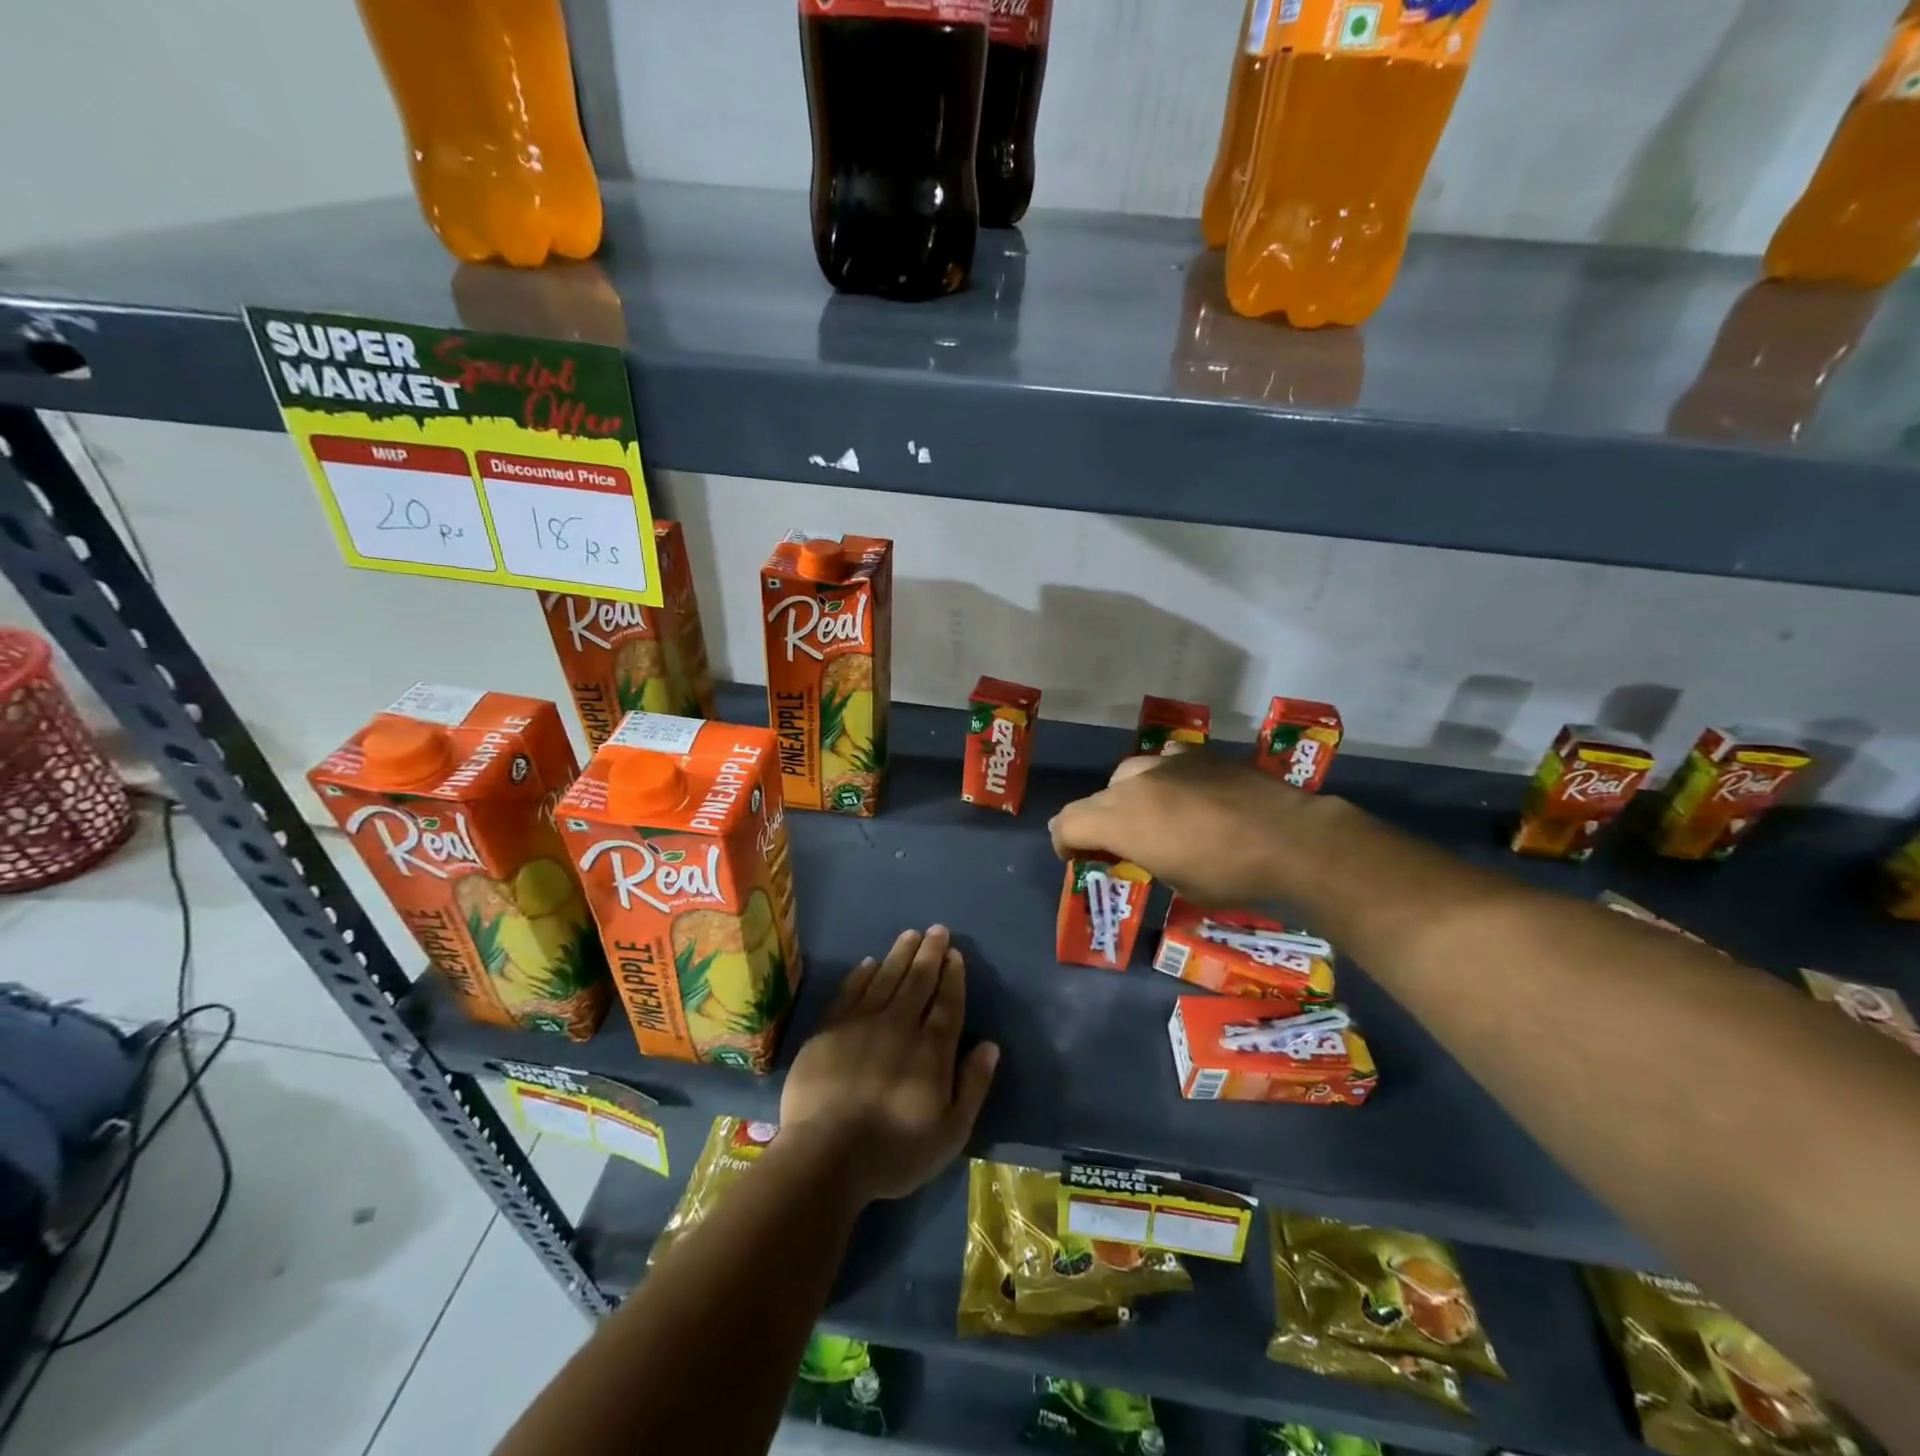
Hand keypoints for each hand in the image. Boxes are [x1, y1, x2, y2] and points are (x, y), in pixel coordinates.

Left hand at [780, 926, 999, 1205]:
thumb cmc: (894, 1151)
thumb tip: (990, 1045)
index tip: (955, 953)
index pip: (947, 1003)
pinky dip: (862, 974)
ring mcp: (861, 1023)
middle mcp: (899, 1025)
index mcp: (931, 1049)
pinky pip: (850, 990)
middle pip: (918, 981)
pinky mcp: (829, 1029)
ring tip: (910, 934)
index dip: (953, 976)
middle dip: (930, 953)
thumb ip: (973, 1085)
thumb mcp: (950, 1132)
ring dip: (900, 954)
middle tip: (937, 929)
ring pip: (885, 977)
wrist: (825, 1156)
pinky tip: (869, 962)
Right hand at [1050, 752, 1308, 905]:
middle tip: (1110, 844)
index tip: (1074, 857)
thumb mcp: (1176, 882)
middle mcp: (1134, 785)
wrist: (1289, 838)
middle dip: (1093, 822)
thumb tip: (1140, 849)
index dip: (1064, 842)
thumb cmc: (1229, 874)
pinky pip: (1163, 760)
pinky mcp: (1196, 754)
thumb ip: (1144, 858)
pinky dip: (1161, 777)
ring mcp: (1166, 763)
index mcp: (1121, 821)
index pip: (1068, 823)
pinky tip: (1180, 790)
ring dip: (1125, 796)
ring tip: (1146, 815)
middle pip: (1094, 799)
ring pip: (1126, 775)